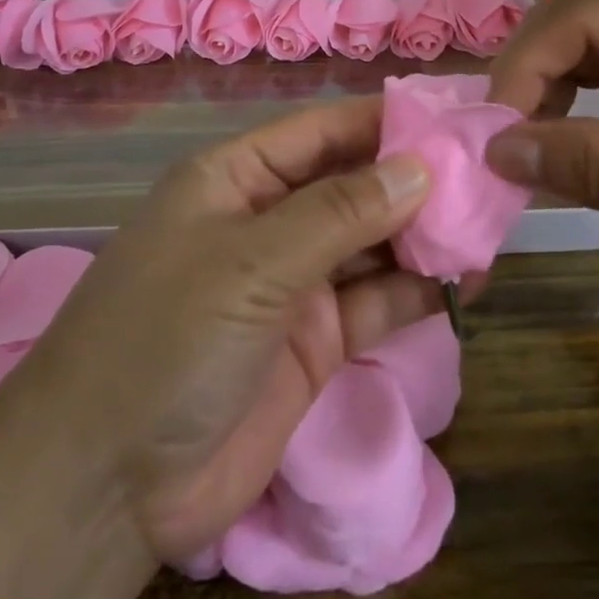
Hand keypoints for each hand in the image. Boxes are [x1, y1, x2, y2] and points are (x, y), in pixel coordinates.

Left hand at [1, 96, 443, 565]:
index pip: (322, 131)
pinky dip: (417, 289)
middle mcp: (267, 220)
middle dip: (414, 179)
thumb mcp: (251, 261)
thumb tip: (419, 166)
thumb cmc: (168, 336)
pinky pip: (374, 301)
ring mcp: (292, 283)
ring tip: (491, 223)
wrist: (106, 482)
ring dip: (423, 234)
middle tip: (490, 174)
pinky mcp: (314, 343)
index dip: (385, 121)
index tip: (453, 116)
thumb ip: (339, 213)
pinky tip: (467, 279)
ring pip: (371, 243)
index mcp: (237, 177)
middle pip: (352, 184)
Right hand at [483, 0, 598, 325]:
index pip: (586, 13)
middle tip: (496, 143)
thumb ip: (597, 167)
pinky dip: (572, 105)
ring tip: (519, 146)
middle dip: (530, 78)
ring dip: (545, 92)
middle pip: (579, 22)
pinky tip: (555, 139)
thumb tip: (494, 152)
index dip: (526, 66)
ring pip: (584, 46)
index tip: (491, 133)